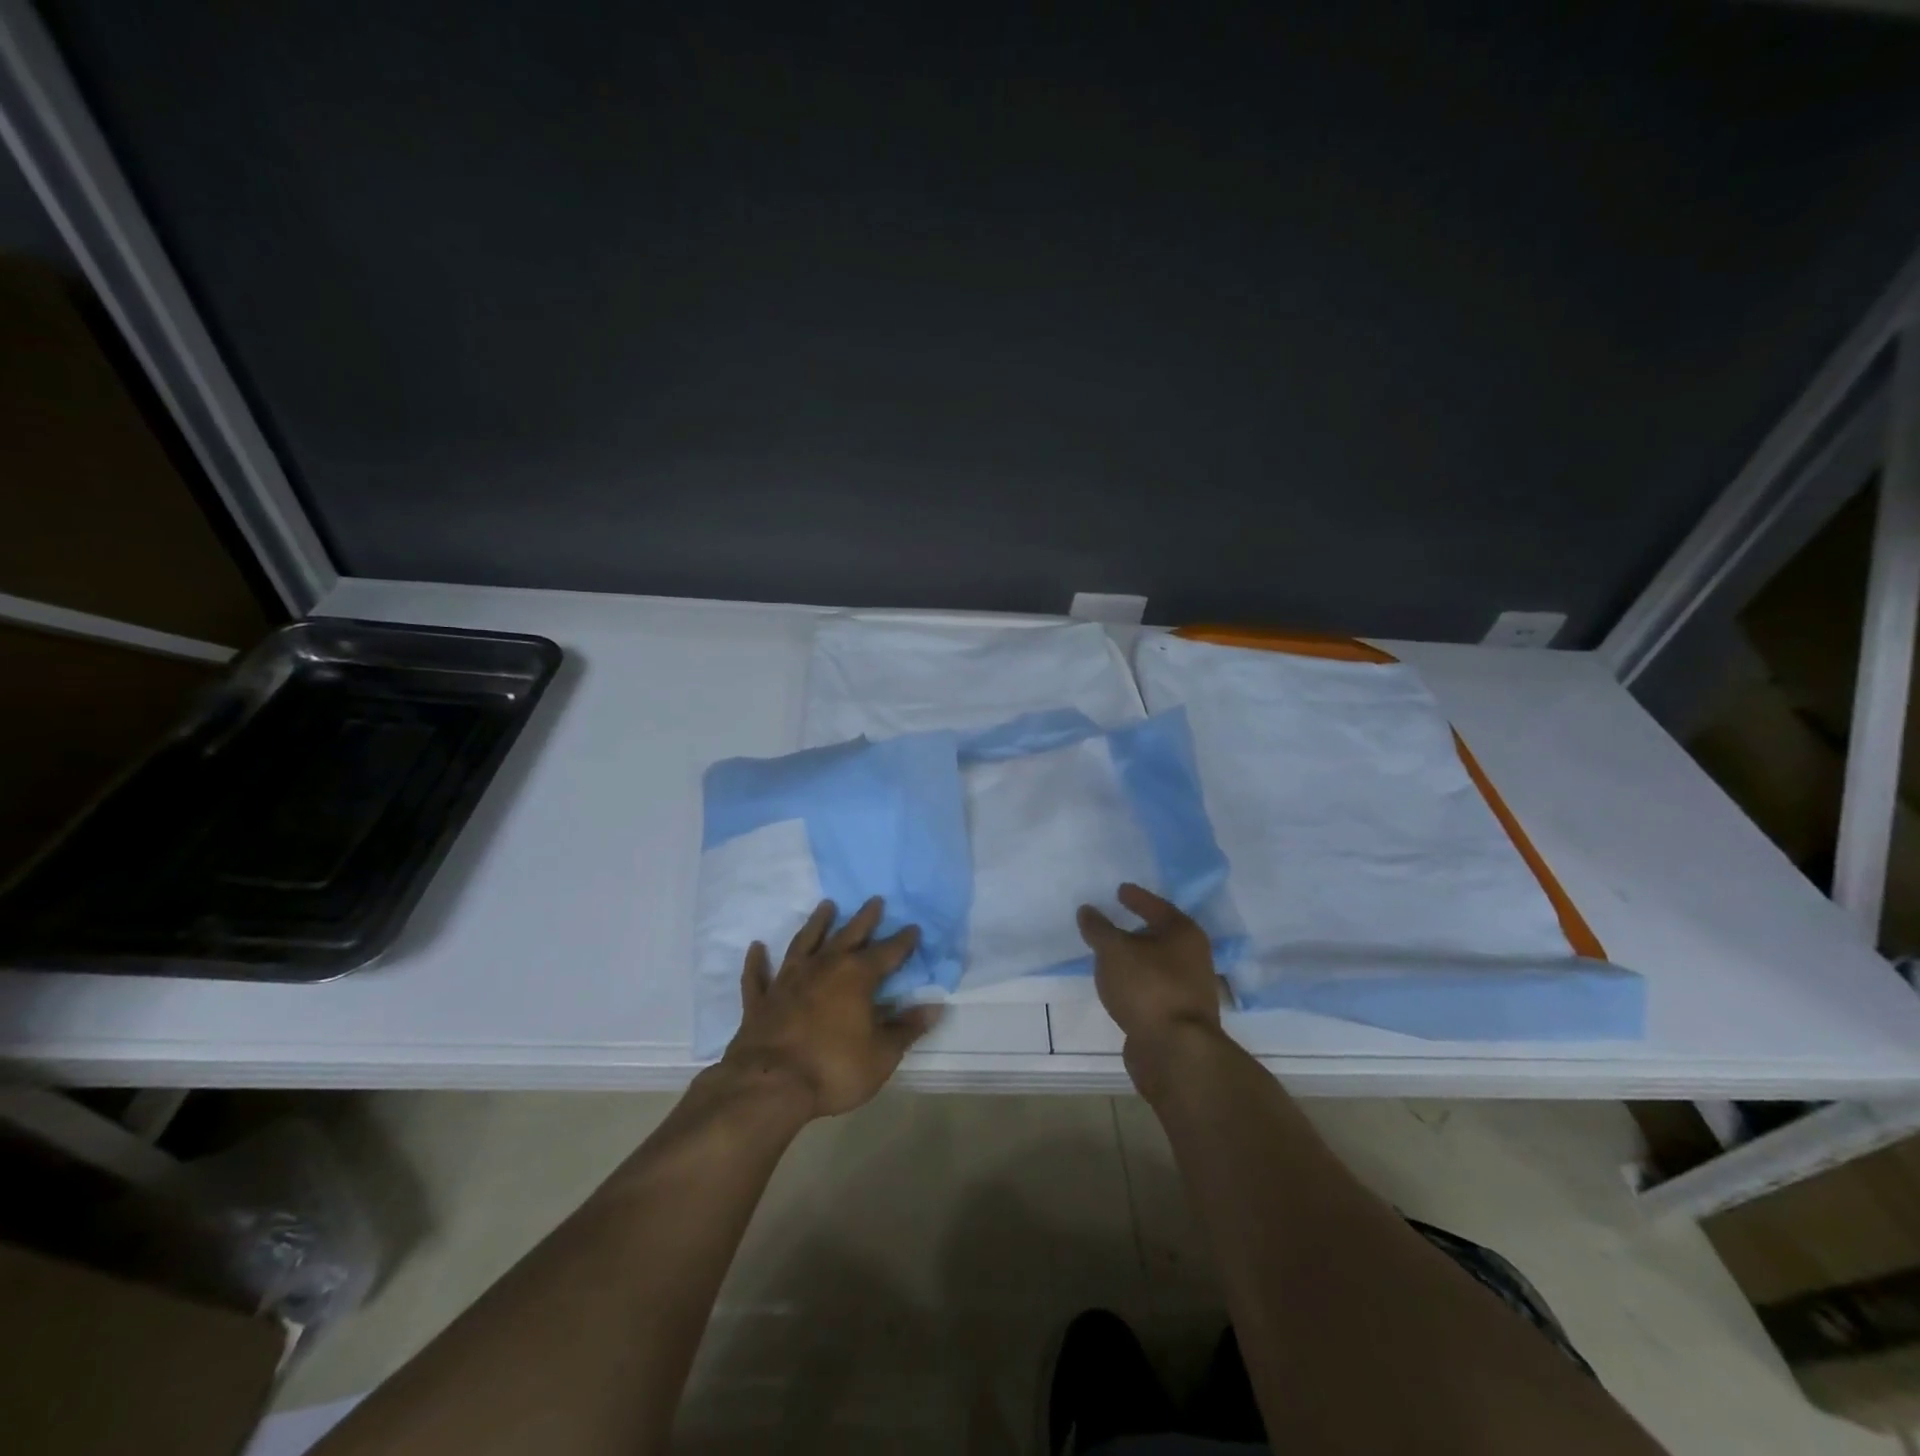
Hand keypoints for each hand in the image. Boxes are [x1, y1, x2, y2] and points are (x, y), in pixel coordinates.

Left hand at [721, 897, 941, 1120]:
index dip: (903, 941)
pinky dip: (758, 961)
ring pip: (804, 943)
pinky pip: (759, 975)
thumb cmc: (833, 1068)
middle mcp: (823, 967)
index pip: (887, 952)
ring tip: (826, 906)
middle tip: (874, 900)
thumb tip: (934, 1006)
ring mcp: (788, 981)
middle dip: (864, 918)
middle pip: (847, 935)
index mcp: (857, 977)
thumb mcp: (882, 1055)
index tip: (913, 927)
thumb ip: (906, 1028)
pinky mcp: (761, 1000)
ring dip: (816, 924)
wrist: (769, 1084)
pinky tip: (757, 947)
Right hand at [1076, 883, 1223, 1066]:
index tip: (1120, 890)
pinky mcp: (1177, 1016)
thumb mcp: (1114, 951)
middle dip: (1136, 930)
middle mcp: (1193, 957)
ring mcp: (1187, 989)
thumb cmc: (1148, 987)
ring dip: (1134, 959)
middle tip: (1111, 923)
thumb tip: (1087, 910)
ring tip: (1108, 956)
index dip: (1137, 898)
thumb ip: (1098, 928)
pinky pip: (1151, 988)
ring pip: (1155, 965)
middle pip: (1160, 936)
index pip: (1157, 906)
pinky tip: (1117, 986)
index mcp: (1184, 933)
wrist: (1175, 1051)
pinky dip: (1135, 983)